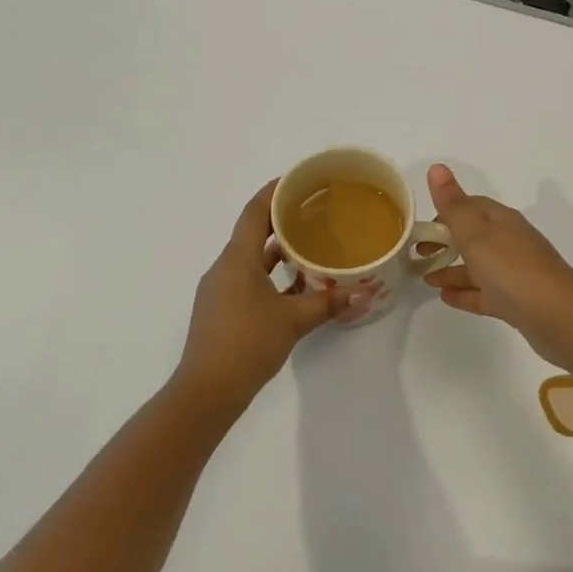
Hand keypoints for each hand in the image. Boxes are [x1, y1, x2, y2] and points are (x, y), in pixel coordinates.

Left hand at [174, 181, 348, 412]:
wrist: (206, 391)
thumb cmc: (247, 344)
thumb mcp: (294, 320)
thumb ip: (329, 303)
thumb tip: (366, 293)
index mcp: (237, 260)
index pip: (254, 212)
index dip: (274, 191)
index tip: (298, 180)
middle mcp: (224, 268)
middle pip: (252, 231)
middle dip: (280, 219)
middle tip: (313, 210)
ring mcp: (219, 289)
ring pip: (250, 258)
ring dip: (276, 249)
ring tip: (309, 243)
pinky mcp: (220, 309)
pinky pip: (246, 278)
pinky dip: (269, 274)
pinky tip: (294, 284)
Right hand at [422, 165, 572, 369]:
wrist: (558, 317)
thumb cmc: (512, 269)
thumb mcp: (476, 234)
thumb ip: (454, 205)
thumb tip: (437, 167)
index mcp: (503, 221)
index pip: (471, 206)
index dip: (446, 212)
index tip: (422, 229)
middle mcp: (511, 242)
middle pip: (474, 236)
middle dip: (446, 242)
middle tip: (417, 255)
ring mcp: (516, 273)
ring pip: (478, 267)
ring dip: (452, 270)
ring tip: (425, 278)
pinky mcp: (518, 301)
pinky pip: (486, 293)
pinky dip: (466, 293)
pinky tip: (446, 298)